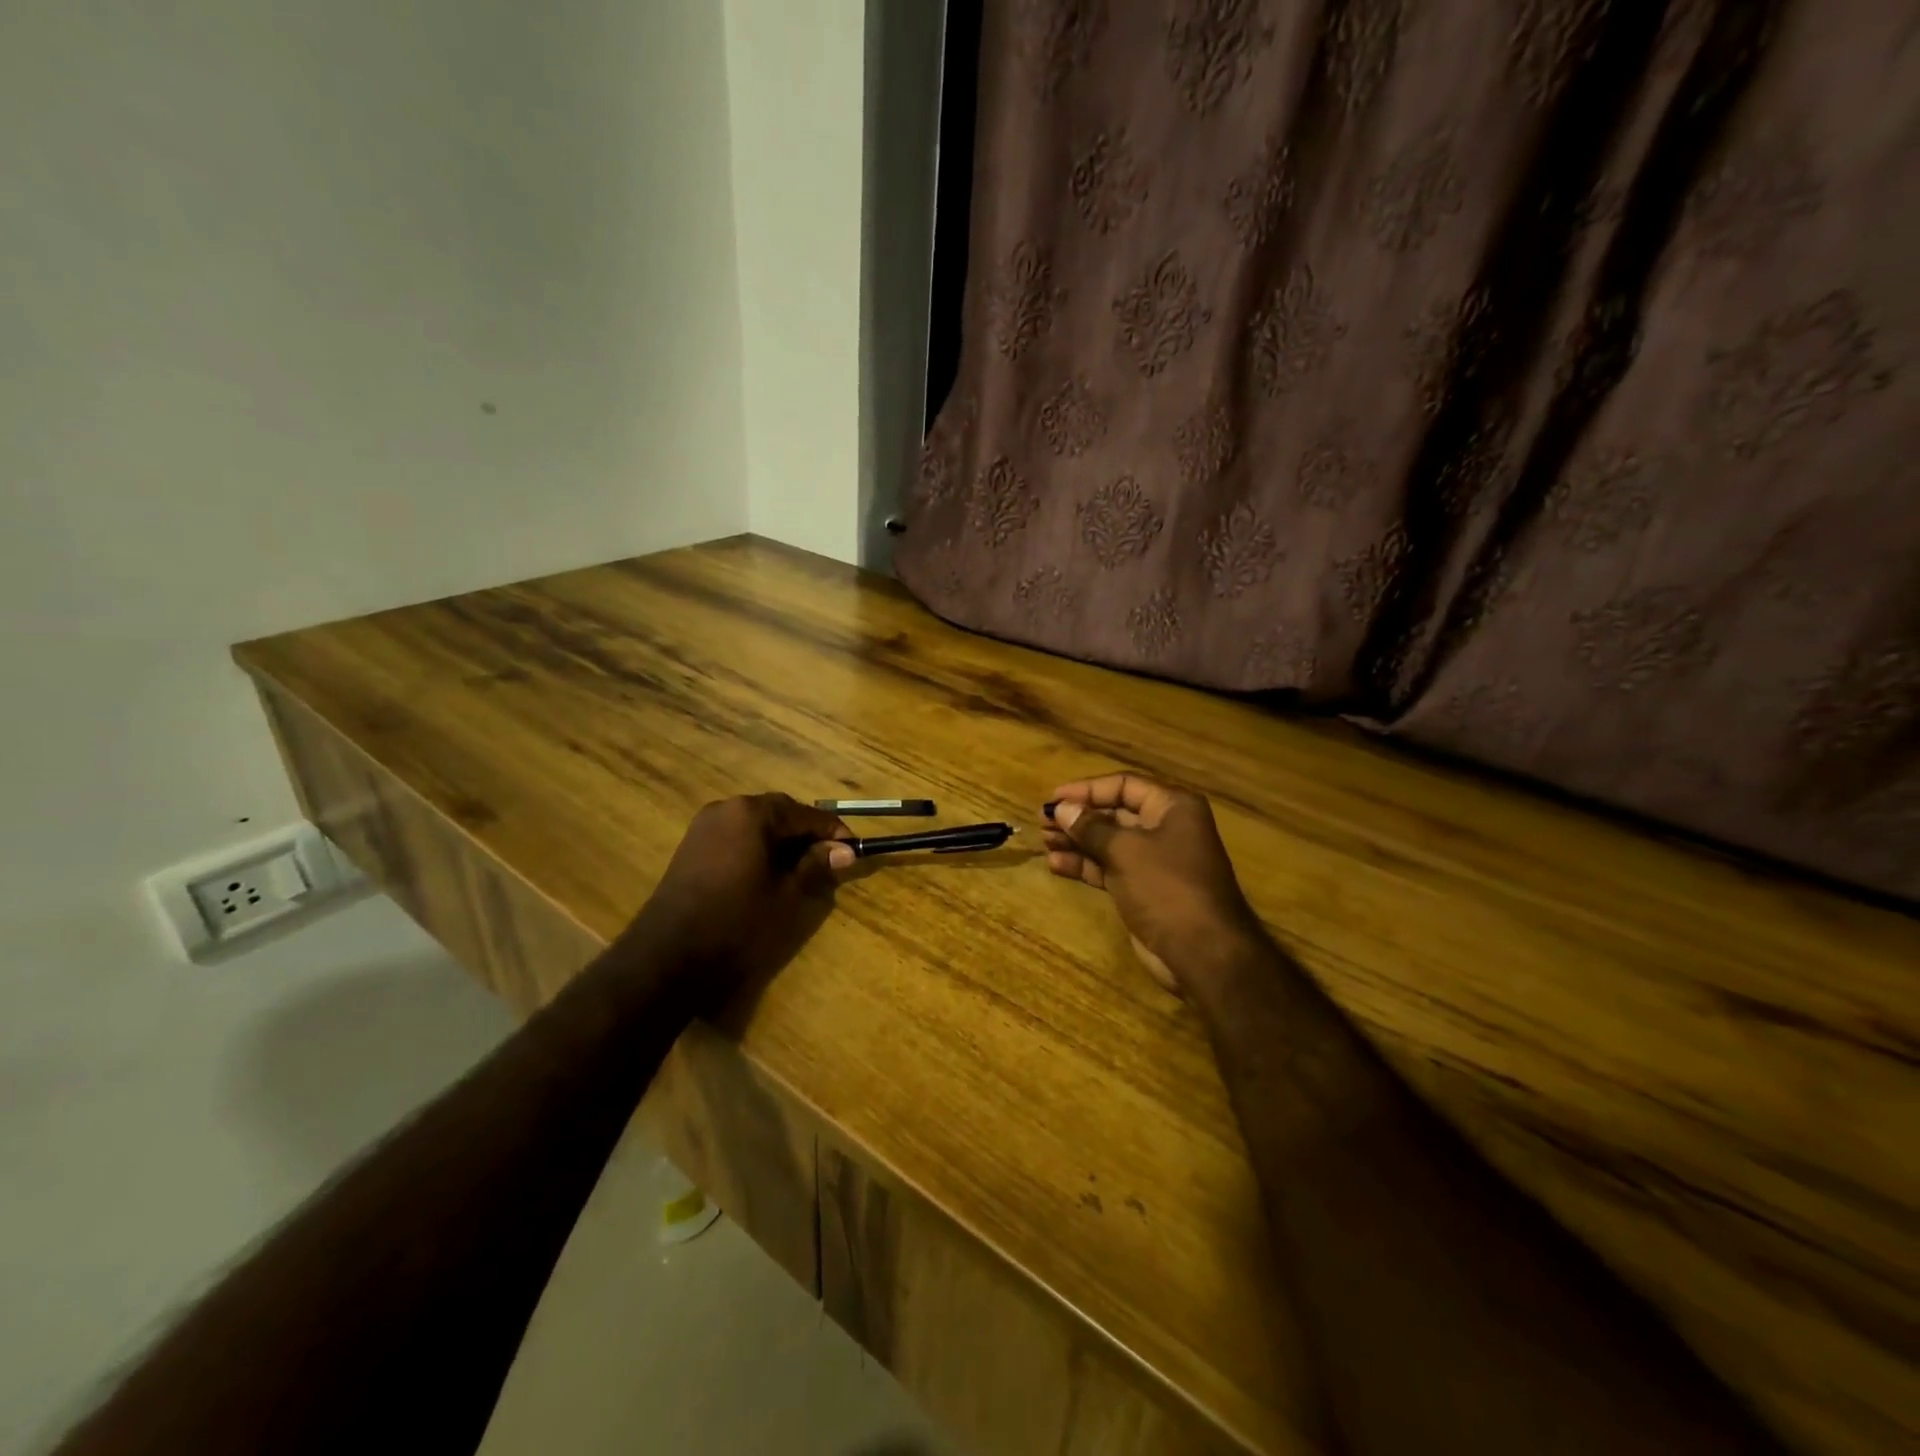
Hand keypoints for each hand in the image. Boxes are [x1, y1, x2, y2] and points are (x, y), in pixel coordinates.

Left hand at [623, 794, 854, 1006]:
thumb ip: (816, 865)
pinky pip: (736, 838)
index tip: (855, 851)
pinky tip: (769, 875)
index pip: (805, 814)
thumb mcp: (787, 895)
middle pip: (779, 814)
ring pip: (757, 826)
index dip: (833, 832)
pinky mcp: (692, 848)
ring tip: (803, 870)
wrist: (668, 956)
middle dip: (807, 835)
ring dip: (783, 842)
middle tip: (831, 861)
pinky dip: (758, 849)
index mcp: (751, 813)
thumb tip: (845, 851)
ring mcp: (704, 827)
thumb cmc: (737, 922)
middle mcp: (726, 808)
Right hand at [1043, 773, 1264, 995]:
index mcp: (1172, 807)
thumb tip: (1061, 809)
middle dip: (1078, 816)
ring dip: (1077, 840)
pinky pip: (1110, 867)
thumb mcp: (1125, 851)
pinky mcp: (1144, 888)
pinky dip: (1085, 864)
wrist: (1203, 953)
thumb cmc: (1167, 887)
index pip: (1123, 785)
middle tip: (1042, 821)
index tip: (1053, 798)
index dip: (1086, 790)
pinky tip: (1056, 864)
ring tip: (1043, 841)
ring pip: (1109, 842)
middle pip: (1115, 812)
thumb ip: (1090, 827)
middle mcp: (1166, 827)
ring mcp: (1155, 860)